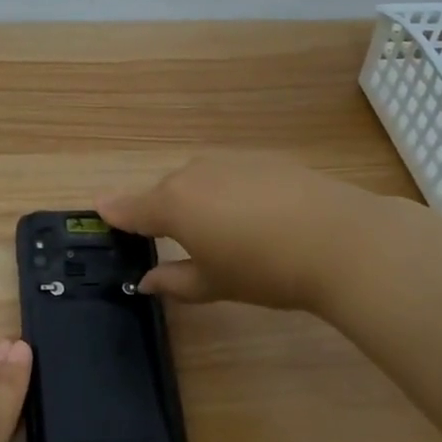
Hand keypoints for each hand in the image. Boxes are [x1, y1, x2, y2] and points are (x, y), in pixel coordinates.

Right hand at [99, 150, 379, 312]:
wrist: (339, 239)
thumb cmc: (265, 269)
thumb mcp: (215, 283)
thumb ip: (175, 281)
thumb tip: (146, 281)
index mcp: (173, 203)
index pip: (131, 208)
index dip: (115, 213)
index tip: (102, 213)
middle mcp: (193, 173)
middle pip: (166, 192)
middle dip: (165, 213)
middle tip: (180, 242)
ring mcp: (230, 161)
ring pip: (199, 180)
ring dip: (200, 200)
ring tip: (225, 232)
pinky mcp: (263, 158)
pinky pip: (231, 174)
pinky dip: (230, 191)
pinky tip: (257, 216)